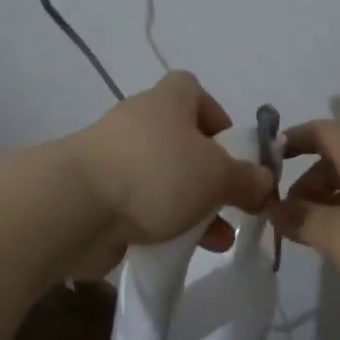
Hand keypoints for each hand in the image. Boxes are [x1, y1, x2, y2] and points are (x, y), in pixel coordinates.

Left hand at [61, 71, 274, 279]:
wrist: (74, 207)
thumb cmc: (156, 174)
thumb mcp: (217, 176)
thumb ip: (246, 179)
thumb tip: (264, 181)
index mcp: (168, 101)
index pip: (193, 89)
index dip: (216, 115)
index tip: (231, 150)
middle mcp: (139, 121)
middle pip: (181, 139)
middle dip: (209, 173)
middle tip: (229, 202)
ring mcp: (112, 158)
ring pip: (162, 177)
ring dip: (190, 206)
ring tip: (216, 241)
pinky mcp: (95, 194)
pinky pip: (137, 205)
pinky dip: (158, 224)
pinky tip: (176, 250)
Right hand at [275, 121, 339, 321]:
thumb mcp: (337, 234)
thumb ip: (302, 220)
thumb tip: (277, 209)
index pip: (322, 130)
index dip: (294, 138)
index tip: (268, 162)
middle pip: (335, 162)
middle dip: (305, 184)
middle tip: (285, 218)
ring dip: (325, 208)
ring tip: (308, 240)